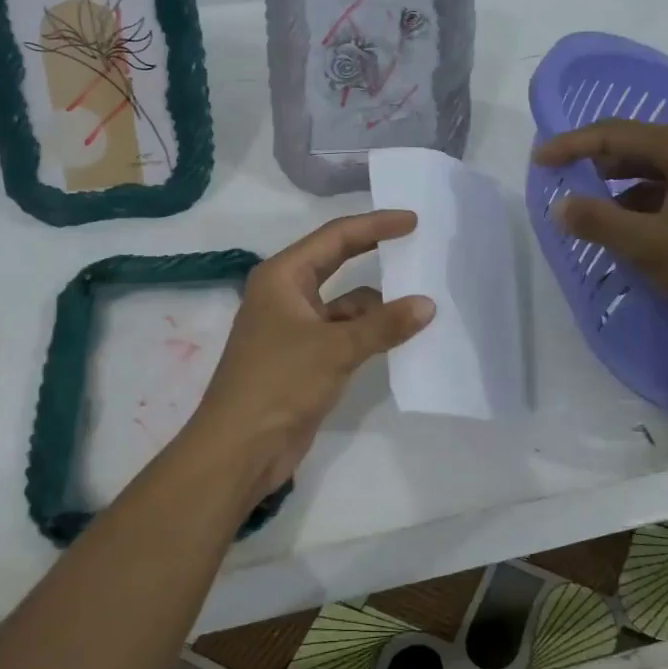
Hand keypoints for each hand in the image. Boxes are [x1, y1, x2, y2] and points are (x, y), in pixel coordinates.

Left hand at [184, 211, 435, 504]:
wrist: (239, 448)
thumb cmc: (279, 383)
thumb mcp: (336, 348)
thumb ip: (384, 325)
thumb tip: (427, 304)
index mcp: (282, 276)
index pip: (335, 237)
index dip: (375, 225)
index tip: (412, 220)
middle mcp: (286, 295)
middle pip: (337, 262)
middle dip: (374, 253)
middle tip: (416, 244)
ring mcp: (294, 328)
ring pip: (344, 304)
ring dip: (377, 305)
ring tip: (422, 300)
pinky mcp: (304, 359)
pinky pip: (344, 334)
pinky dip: (370, 334)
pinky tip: (401, 338)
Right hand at [532, 120, 667, 357]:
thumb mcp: (648, 245)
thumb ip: (598, 222)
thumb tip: (560, 206)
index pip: (617, 134)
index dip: (572, 145)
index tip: (539, 160)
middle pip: (640, 148)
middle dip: (598, 164)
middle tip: (564, 182)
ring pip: (661, 175)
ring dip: (623, 190)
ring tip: (595, 214)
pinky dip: (650, 208)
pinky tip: (638, 234)